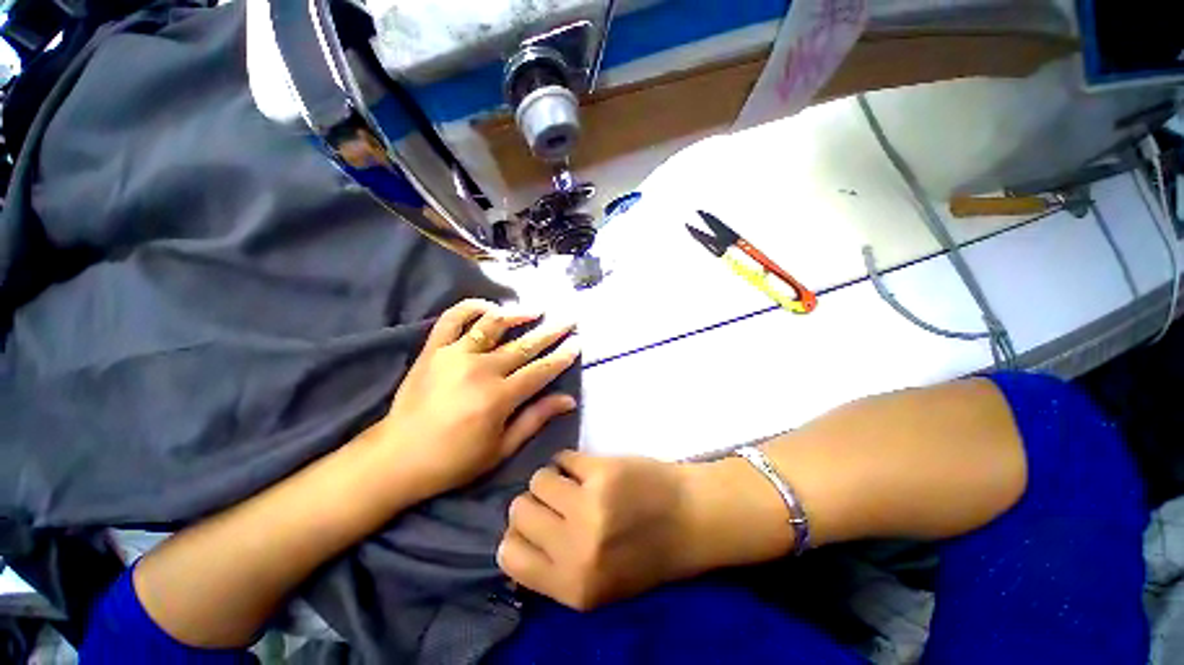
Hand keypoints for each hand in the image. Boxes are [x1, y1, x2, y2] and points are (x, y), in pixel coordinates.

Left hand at [364, 299, 579, 500]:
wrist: (396, 458)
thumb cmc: (454, 460)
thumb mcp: (501, 448)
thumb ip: (536, 419)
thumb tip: (568, 400)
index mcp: (499, 397)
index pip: (541, 370)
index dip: (562, 356)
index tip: (577, 343)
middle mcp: (480, 369)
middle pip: (524, 345)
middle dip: (551, 331)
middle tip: (568, 319)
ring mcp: (454, 355)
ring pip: (493, 325)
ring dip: (518, 314)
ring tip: (536, 309)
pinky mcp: (433, 350)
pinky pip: (453, 319)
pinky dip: (471, 307)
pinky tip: (489, 307)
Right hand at [496, 451, 703, 610]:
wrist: (692, 518)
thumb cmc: (646, 553)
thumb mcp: (598, 584)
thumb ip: (556, 568)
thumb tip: (516, 534)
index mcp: (573, 587)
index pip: (509, 557)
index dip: (517, 535)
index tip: (536, 525)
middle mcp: (576, 550)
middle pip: (519, 511)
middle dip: (535, 503)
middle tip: (559, 501)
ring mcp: (590, 506)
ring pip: (538, 479)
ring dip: (553, 478)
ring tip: (575, 482)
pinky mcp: (603, 472)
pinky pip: (563, 457)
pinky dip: (572, 461)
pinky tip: (590, 469)